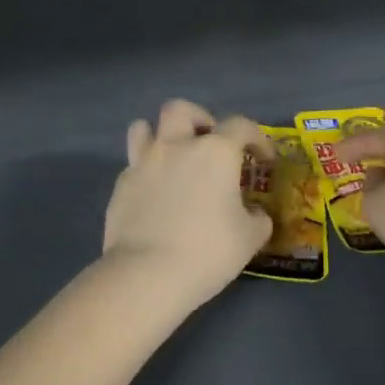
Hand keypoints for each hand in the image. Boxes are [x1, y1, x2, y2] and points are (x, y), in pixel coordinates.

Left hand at [103, 99, 274, 308]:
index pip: (241, 126)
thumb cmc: (208, 252)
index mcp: (215, 152)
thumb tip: (255, 214)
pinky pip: (133, 166)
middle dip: (198, 119)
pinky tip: (154, 196)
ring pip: (143, 128)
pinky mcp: (120, 186)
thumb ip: (258, 219)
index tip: (263, 161)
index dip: (257, 139)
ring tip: (172, 159)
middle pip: (181, 110)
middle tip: (208, 144)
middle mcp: (176, 146)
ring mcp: (143, 163)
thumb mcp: (249, 239)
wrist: (147, 274)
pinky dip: (146, 173)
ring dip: (160, 136)